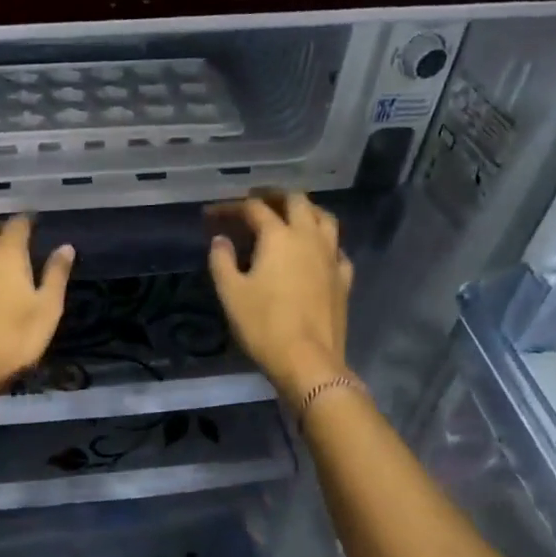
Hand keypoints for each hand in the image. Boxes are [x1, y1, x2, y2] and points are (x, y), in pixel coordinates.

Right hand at [208, 192, 352, 405]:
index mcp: (279, 237)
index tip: (212, 214)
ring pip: (324, 218)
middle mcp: (309, 237)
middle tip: (255, 202)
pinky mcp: (343, 278)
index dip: (231, 207)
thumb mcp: (231, 293)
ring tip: (290, 216)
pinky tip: (315, 252)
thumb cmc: (263, 325)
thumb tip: (220, 240)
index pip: (254, 208)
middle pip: (296, 201)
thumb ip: (222, 261)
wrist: (308, 360)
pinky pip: (336, 248)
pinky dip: (323, 242)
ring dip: (305, 211)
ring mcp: (331, 256)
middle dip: (273, 196)